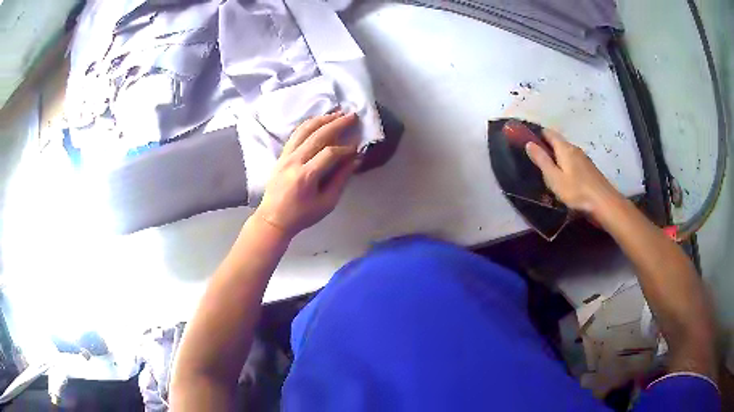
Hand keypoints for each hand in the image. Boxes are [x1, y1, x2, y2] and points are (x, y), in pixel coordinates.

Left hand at [254, 112, 359, 236]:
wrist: (273, 219)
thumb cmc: (302, 215)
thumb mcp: (326, 203)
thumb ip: (341, 179)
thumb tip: (356, 159)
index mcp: (306, 176)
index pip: (330, 153)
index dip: (346, 148)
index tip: (357, 147)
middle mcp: (294, 161)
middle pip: (317, 136)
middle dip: (337, 124)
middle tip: (352, 116)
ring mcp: (285, 156)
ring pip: (304, 130)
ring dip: (322, 120)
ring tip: (337, 113)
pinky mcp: (281, 155)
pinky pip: (295, 134)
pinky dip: (308, 125)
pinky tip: (318, 121)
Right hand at [525, 129, 623, 217]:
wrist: (604, 203)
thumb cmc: (577, 191)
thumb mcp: (554, 178)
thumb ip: (542, 160)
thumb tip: (529, 143)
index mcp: (565, 148)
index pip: (549, 133)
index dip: (538, 134)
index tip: (528, 142)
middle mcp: (575, 149)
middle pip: (558, 142)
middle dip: (547, 147)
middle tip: (535, 160)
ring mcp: (584, 159)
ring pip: (566, 153)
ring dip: (557, 158)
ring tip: (548, 171)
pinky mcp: (589, 169)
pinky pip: (573, 162)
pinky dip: (565, 165)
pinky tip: (564, 178)